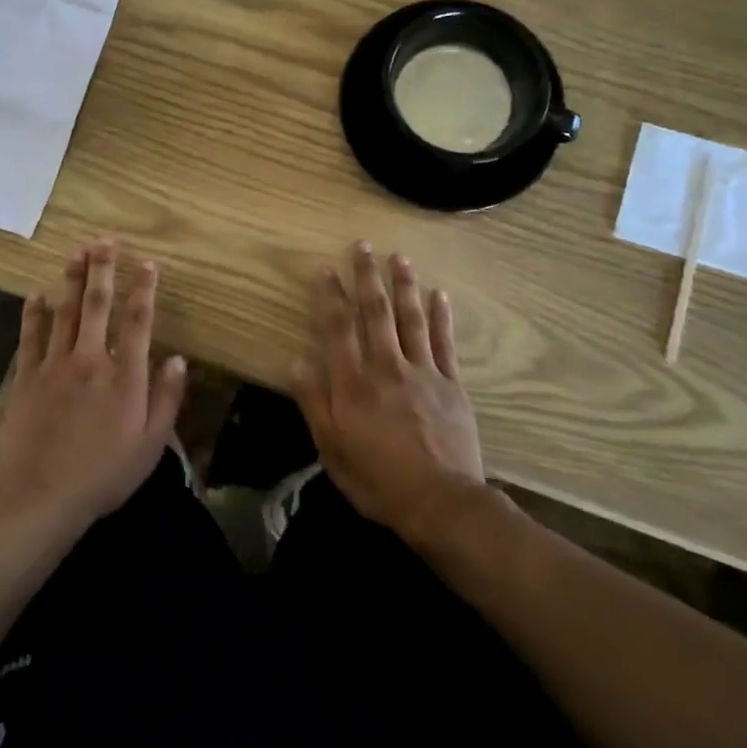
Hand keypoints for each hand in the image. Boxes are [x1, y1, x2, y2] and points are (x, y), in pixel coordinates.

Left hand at [0, 240, 187, 534]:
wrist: (41, 495)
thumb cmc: (103, 474)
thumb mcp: (150, 445)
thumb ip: (166, 399)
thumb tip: (180, 359)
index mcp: (124, 375)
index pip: (138, 321)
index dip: (144, 289)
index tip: (147, 263)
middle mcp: (90, 359)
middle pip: (98, 305)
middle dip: (103, 270)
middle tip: (105, 241)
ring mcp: (54, 365)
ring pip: (65, 312)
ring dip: (71, 280)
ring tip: (76, 252)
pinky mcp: (26, 378)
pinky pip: (30, 337)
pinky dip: (33, 314)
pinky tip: (36, 294)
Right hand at [293, 242, 489, 543]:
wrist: (440, 502)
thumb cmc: (377, 478)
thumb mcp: (331, 448)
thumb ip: (314, 402)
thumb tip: (296, 362)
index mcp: (354, 383)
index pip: (338, 328)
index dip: (330, 296)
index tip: (325, 269)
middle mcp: (387, 367)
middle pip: (376, 313)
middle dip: (368, 277)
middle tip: (364, 245)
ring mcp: (423, 372)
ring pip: (411, 319)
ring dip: (404, 285)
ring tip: (400, 257)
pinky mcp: (451, 384)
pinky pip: (444, 342)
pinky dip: (441, 316)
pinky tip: (439, 294)